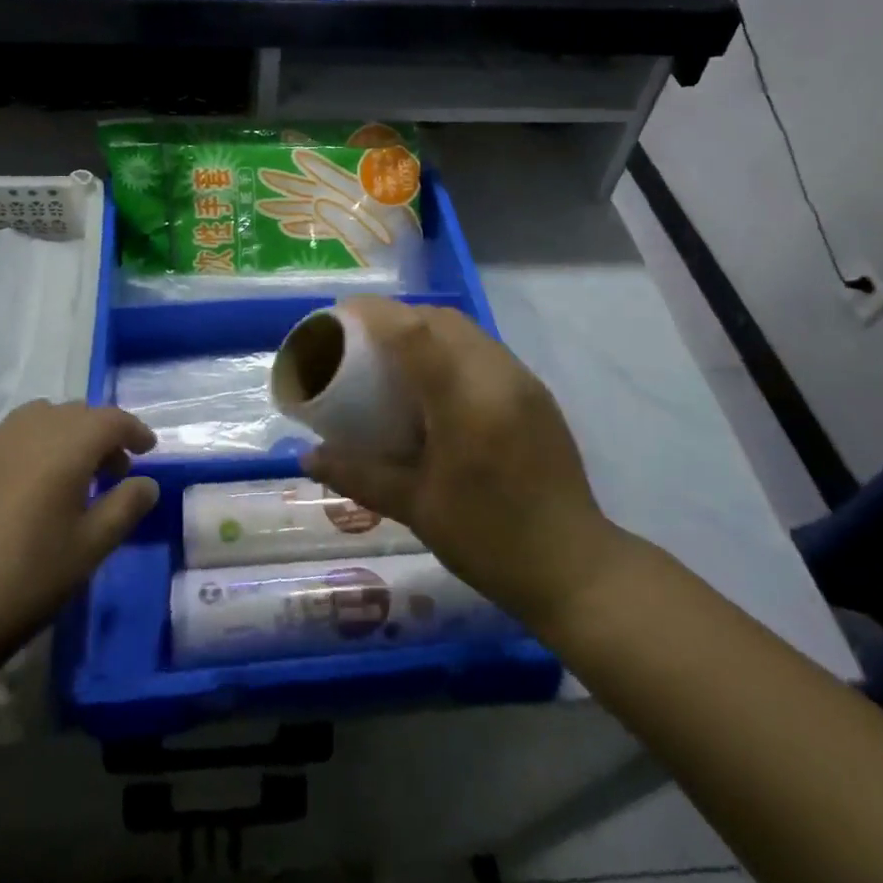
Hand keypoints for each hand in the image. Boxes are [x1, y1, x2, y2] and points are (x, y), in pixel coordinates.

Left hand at [0, 401, 158, 679]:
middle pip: (76, 413)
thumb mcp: (91, 548)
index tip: (147, 450)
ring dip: (65, 435)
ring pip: (40, 418)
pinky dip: (31, 447)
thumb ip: (126, 507)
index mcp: (66, 445)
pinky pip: (9, 437)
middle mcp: (29, 430)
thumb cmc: (28, 579)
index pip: (111, 419)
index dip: (134, 431)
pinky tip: (27, 488)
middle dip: (101, 433)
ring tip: (70, 475)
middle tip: (114, 470)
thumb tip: (146, 483)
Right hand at [303, 298, 622, 639]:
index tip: (340, 316)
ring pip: (466, 329)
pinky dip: (452, 347)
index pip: (414, 332)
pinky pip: (485, 349)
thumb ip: (359, 474)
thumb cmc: (489, 540)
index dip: (373, 314)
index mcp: (465, 401)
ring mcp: (522, 381)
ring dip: (426, 328)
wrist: (575, 568)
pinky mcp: (536, 392)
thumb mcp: (416, 508)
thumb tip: (307, 457)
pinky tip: (437, 382)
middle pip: (441, 319)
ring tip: (395, 356)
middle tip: (363, 339)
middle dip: (398, 317)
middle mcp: (498, 376)